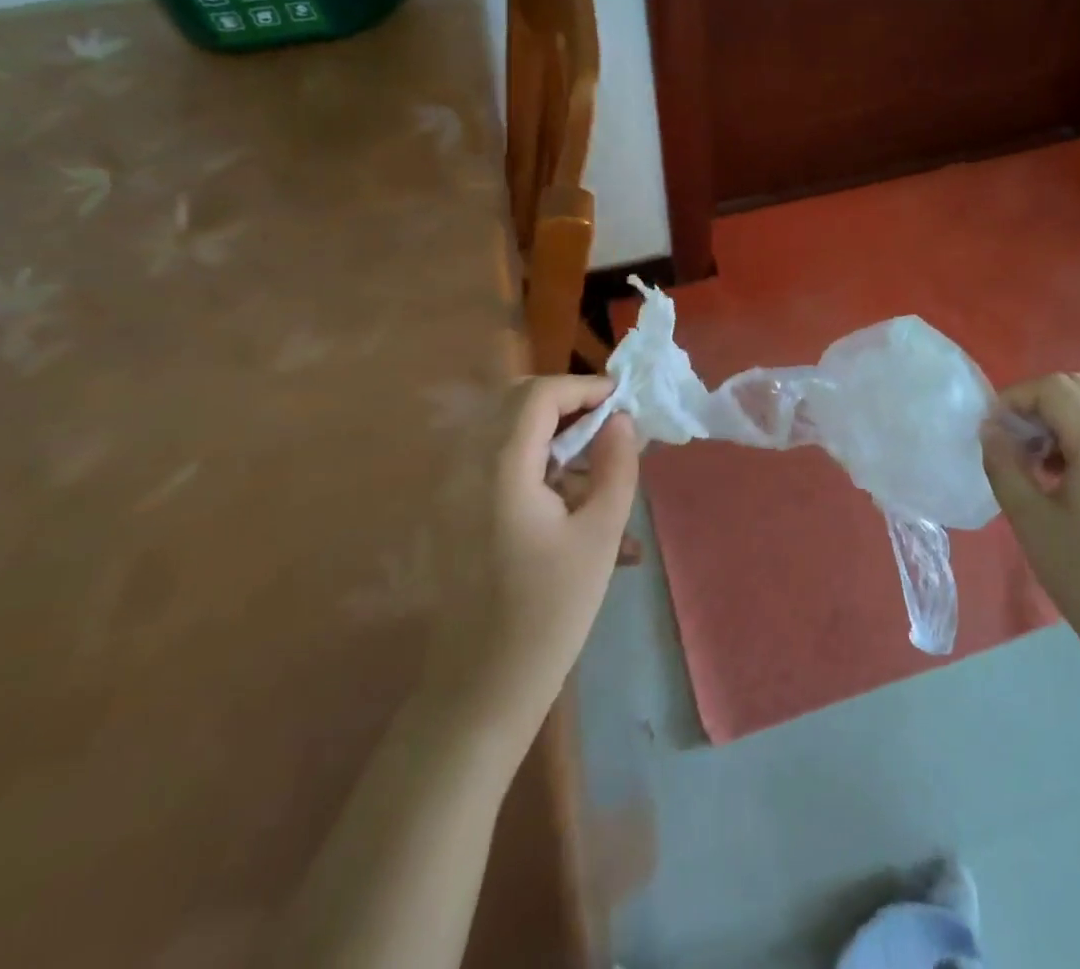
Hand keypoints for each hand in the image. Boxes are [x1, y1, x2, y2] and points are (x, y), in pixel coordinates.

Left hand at [423, 375, 638, 755]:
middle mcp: (468, 468)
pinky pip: (501, 470)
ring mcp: (456, 493)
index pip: (538, 394)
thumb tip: (622, 421)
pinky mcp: (458, 516)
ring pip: (509, 435)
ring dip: (557, 441)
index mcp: (500, 468)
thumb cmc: (548, 612)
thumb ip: (616, 468)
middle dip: (568, 406)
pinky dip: (540, 472)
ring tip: (603, 477)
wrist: (480, 691)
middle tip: (609, 427)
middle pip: (516, 405)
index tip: (622, 400)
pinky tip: (580, 514)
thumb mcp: (599, 536)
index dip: (583, 387)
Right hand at [982, 373, 1079, 683]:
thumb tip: (990, 429)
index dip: (1015, 398)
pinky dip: (1078, 439)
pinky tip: (1060, 480)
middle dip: (1036, 404)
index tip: (991, 430)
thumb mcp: (1030, 519)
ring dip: (1057, 421)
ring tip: (1031, 462)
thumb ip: (1003, 464)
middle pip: (1078, 390)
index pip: (1055, 389)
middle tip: (1009, 440)